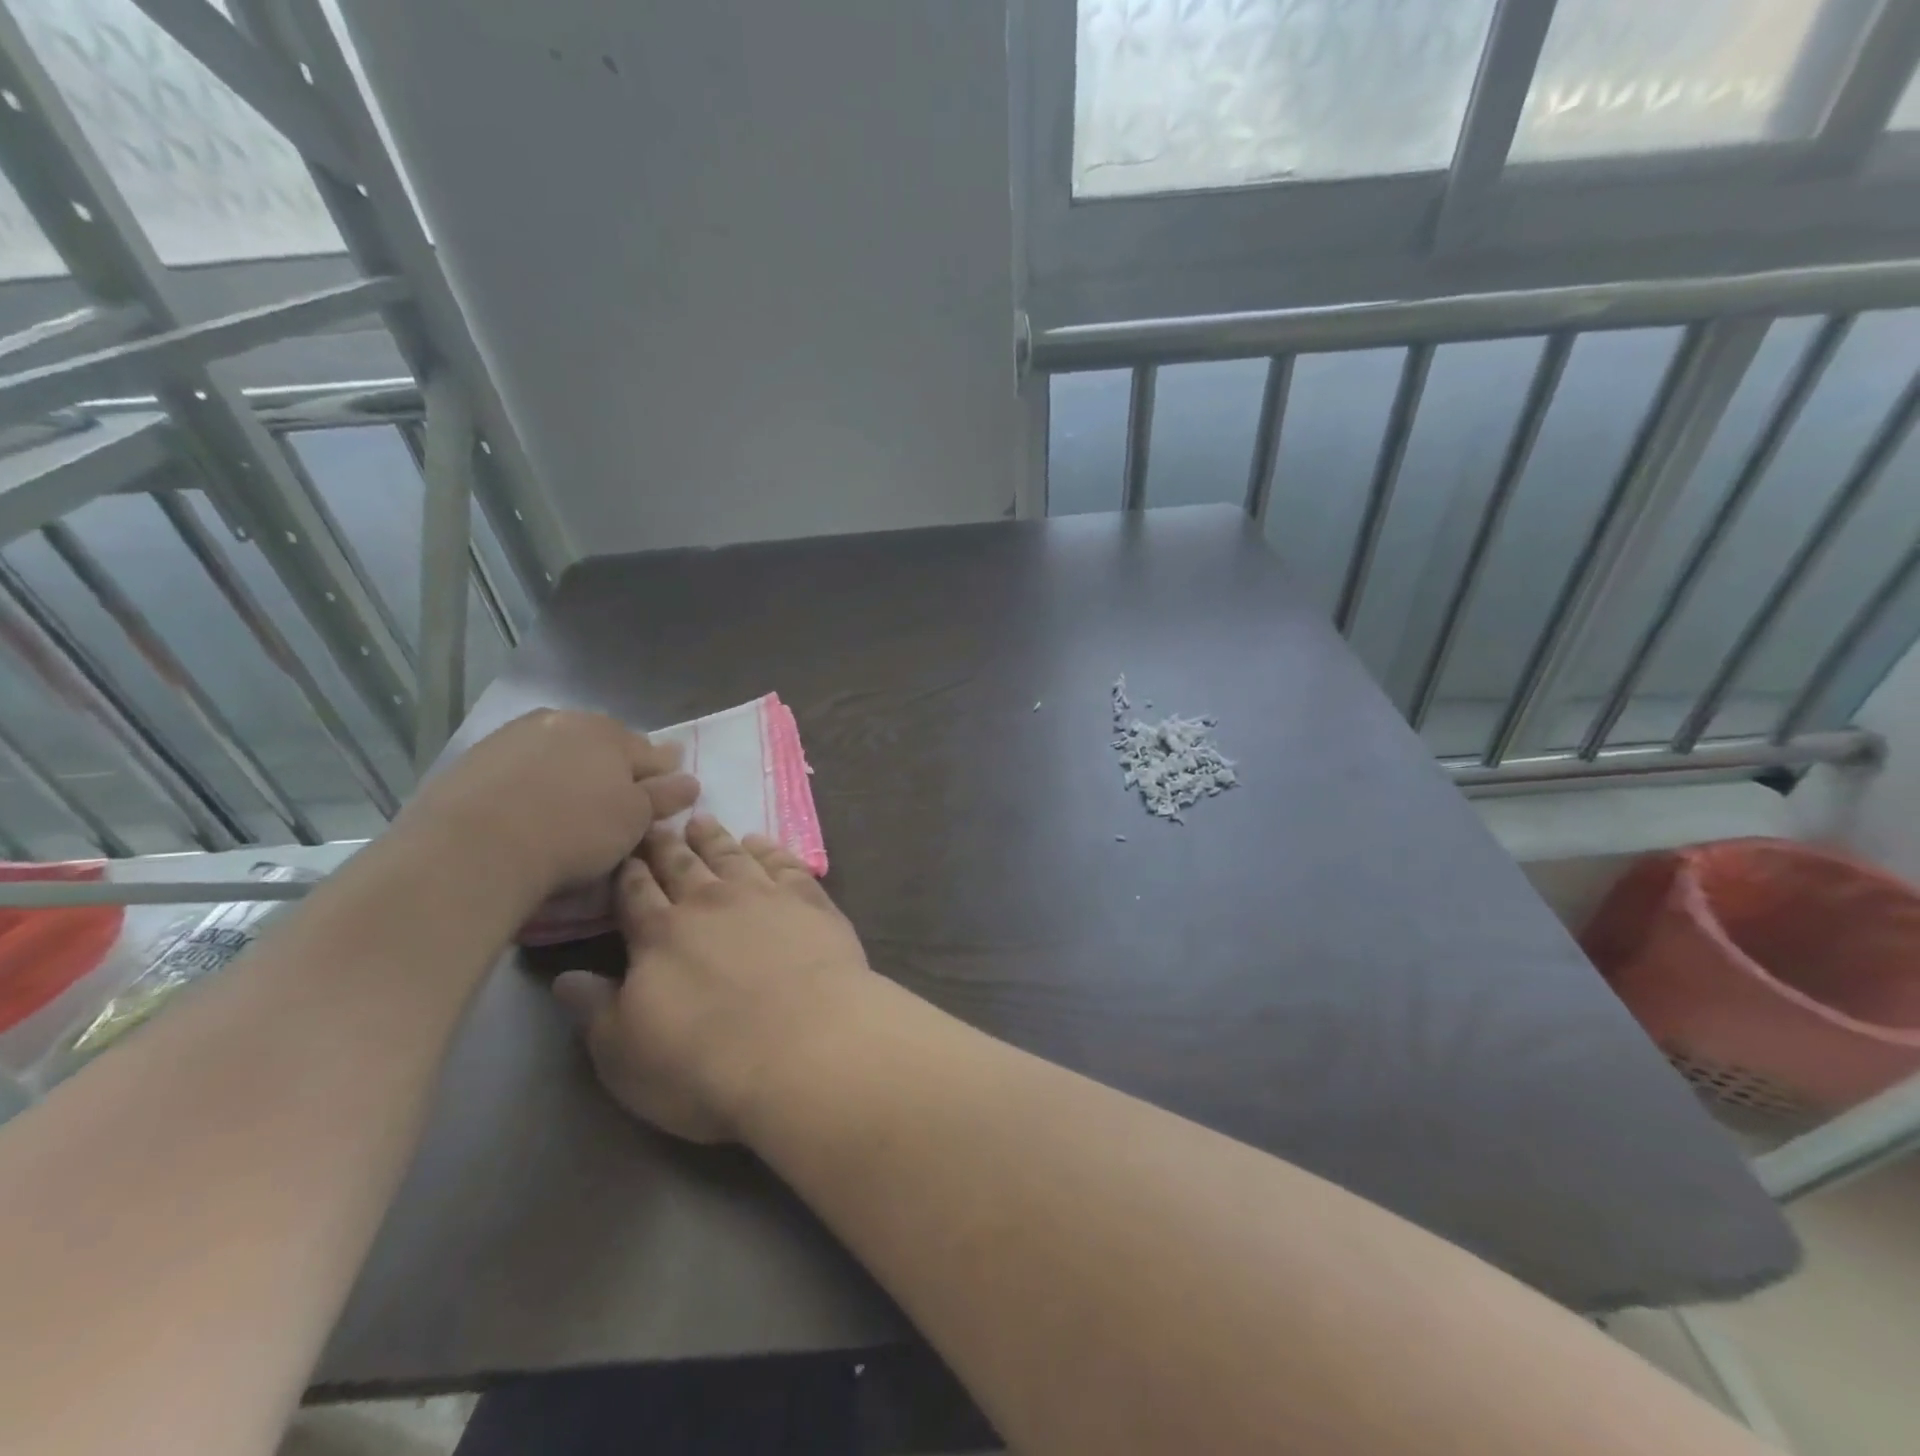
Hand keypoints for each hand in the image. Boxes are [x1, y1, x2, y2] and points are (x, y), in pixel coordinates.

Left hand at [395, 710, 698, 911]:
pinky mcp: (476, 757)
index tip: (669, 788)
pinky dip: (533, 777)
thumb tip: (690, 780)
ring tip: (572, 800)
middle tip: (620, 795)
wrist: (473, 847)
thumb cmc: (573, 832)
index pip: (653, 752)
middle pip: (605, 743)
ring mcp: (517, 735)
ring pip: (561, 748)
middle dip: (617, 763)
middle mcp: (566, 722)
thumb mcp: (634, 820)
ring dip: (572, 766)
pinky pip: (521, 763)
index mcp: (612, 734)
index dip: (664, 771)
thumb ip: (664, 796)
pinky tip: (529, 803)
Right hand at [552, 815, 871, 1142]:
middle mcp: (709, 902)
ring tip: (702, 820)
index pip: (635, 892)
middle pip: (681, 864)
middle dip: (665, 844)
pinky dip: (769, 848)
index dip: (627, 871)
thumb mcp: (626, 1055)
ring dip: (714, 837)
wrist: (804, 1048)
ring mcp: (763, 895)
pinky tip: (761, 842)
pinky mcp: (809, 900)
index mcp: (659, 935)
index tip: (622, 849)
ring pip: (731, 855)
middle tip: (658, 822)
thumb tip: (564, 978)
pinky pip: (784, 862)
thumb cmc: (705, 1064)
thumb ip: (595, 1011)